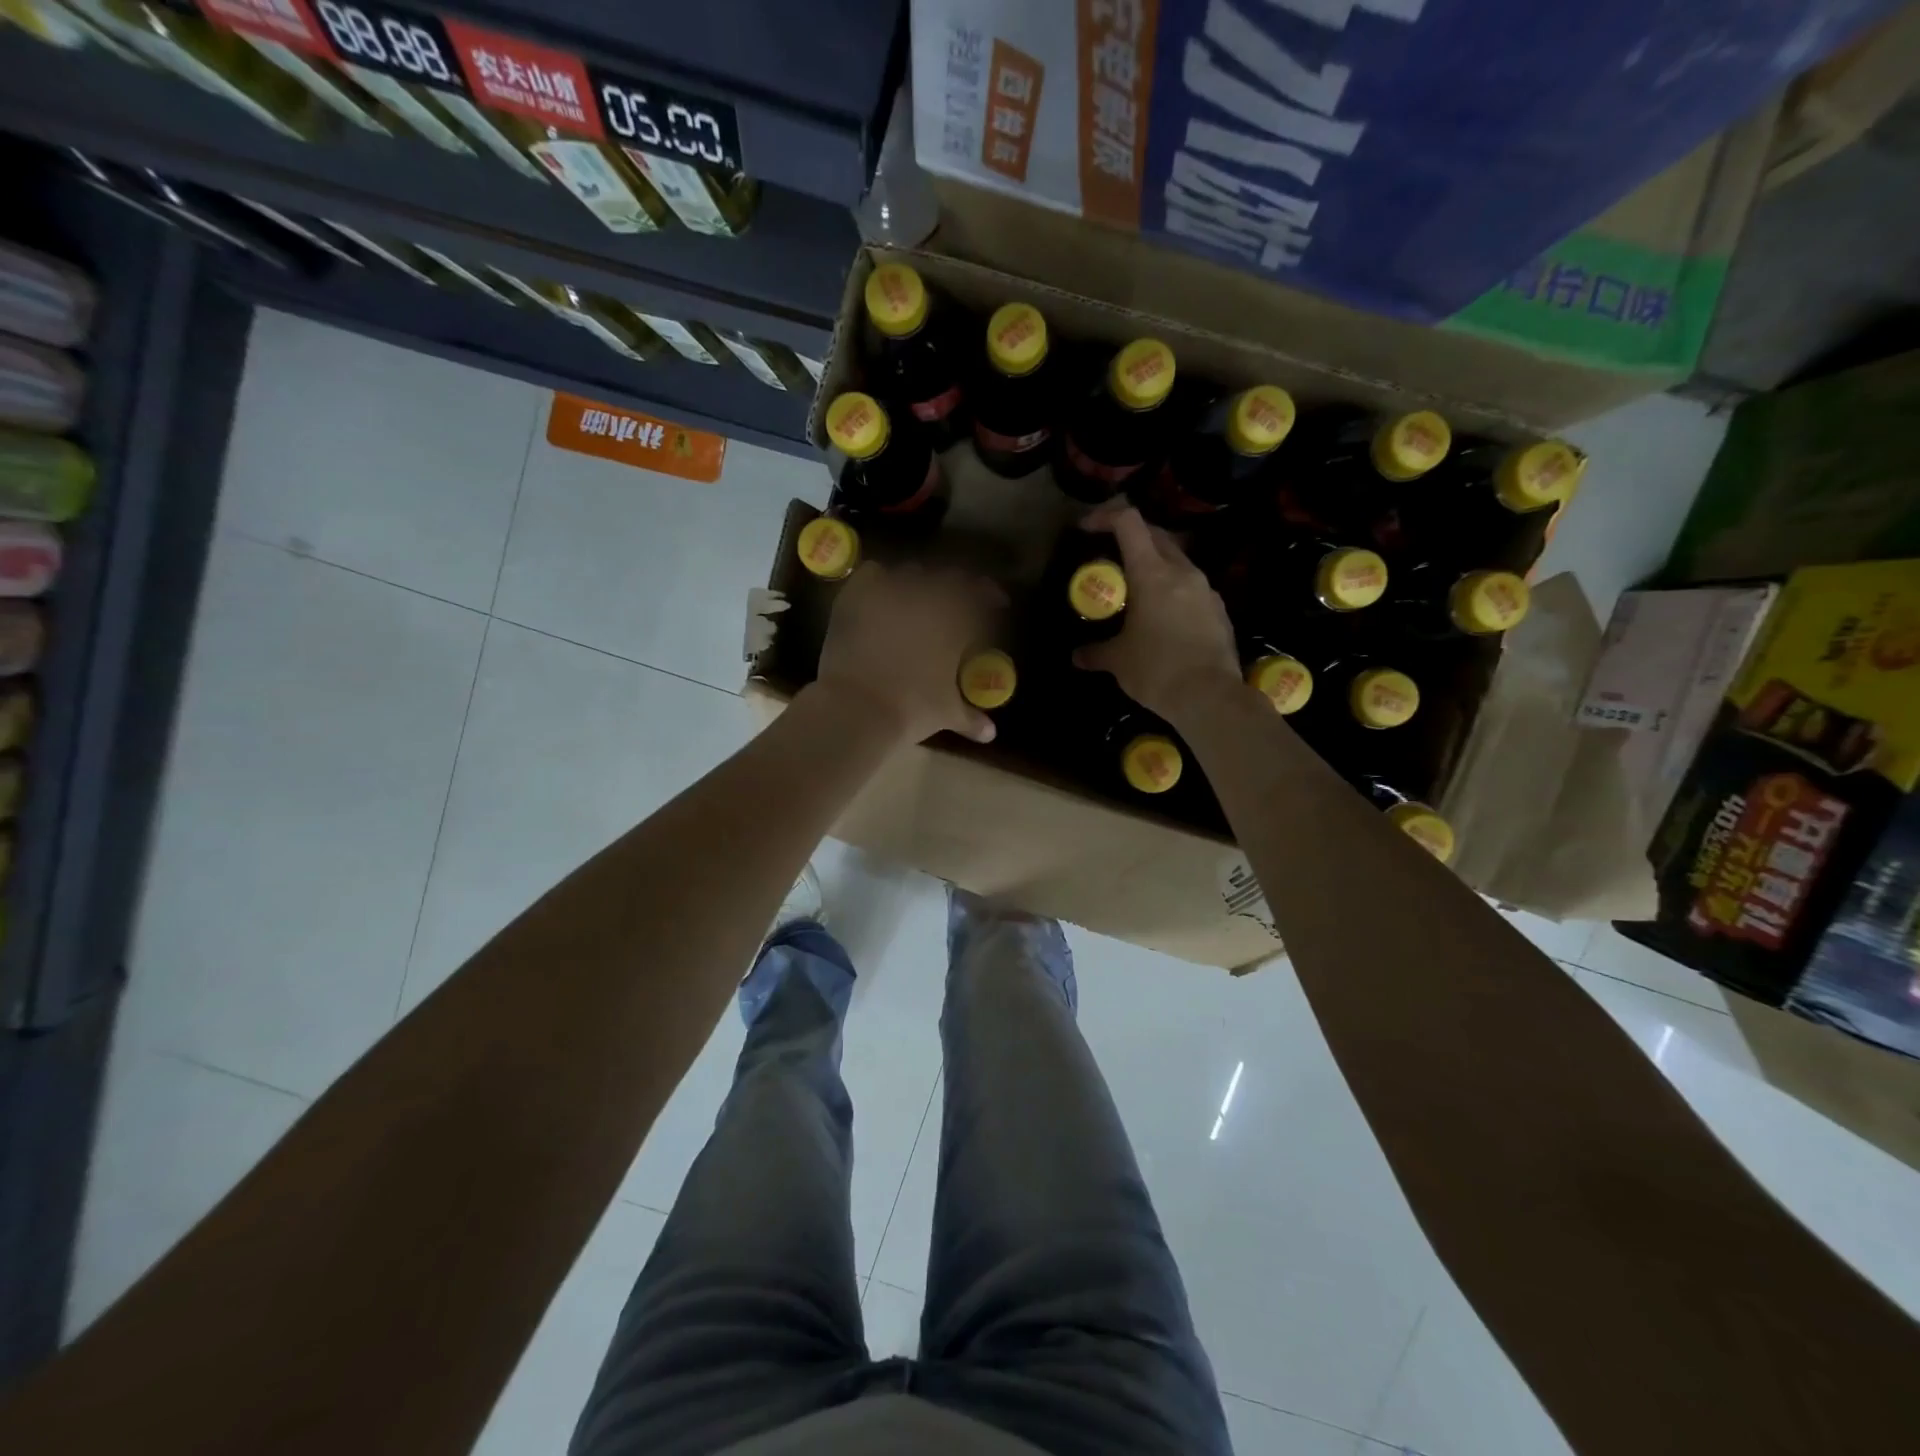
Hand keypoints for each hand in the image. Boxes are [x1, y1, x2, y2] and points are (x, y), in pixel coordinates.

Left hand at [812, 560, 1000, 745]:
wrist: (858, 707)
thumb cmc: (912, 710)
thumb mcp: (947, 714)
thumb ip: (970, 718)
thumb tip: (990, 734)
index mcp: (956, 620)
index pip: (981, 595)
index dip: (989, 595)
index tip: (995, 602)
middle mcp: (926, 596)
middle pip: (949, 578)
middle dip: (955, 588)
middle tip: (954, 603)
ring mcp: (890, 592)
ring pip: (911, 573)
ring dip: (918, 583)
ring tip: (915, 599)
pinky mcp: (856, 596)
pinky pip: (872, 574)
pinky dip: (879, 580)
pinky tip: (879, 593)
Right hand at [1072, 504, 1242, 725]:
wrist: (1211, 698)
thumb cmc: (1157, 671)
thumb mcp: (1118, 662)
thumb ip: (1096, 652)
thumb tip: (1077, 656)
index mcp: (1153, 574)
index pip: (1129, 522)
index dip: (1105, 517)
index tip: (1086, 528)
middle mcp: (1183, 572)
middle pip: (1156, 535)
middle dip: (1131, 536)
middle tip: (1110, 554)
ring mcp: (1206, 590)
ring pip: (1177, 560)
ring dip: (1154, 563)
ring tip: (1136, 587)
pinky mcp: (1219, 610)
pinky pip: (1191, 587)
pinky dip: (1172, 590)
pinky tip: (1162, 616)